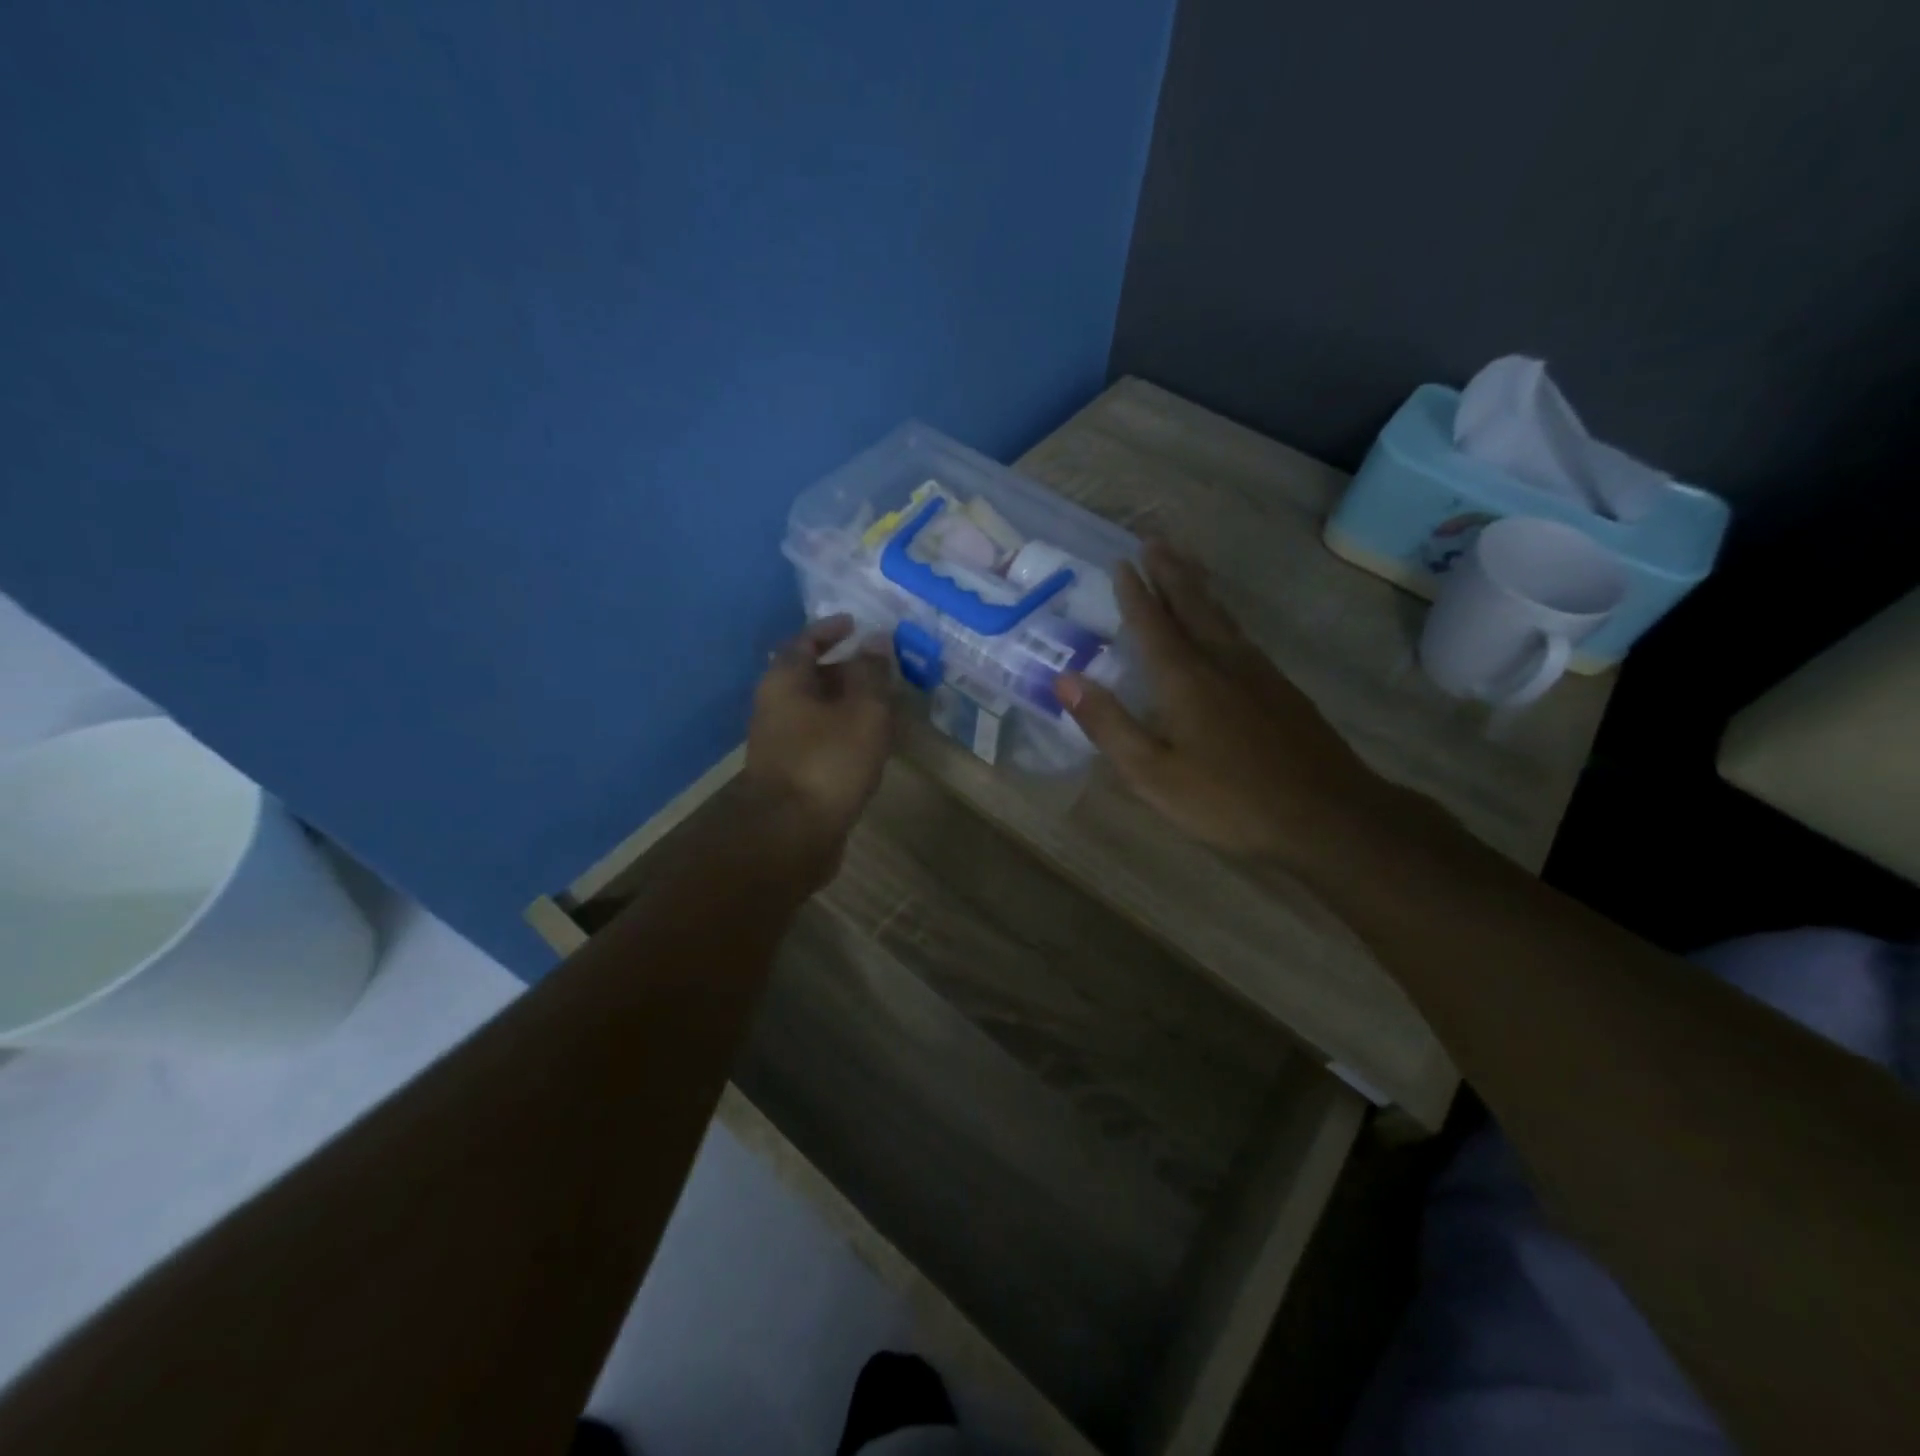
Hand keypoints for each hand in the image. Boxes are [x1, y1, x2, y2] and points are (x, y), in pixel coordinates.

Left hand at [745, 615, 895, 855]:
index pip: (805, 641)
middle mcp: (775, 706)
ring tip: (885, 704)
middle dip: (846, 669)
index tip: (857, 625)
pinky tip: (870, 742)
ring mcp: (780, 742)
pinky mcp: (792, 772)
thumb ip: (872, 673)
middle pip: (810, 676)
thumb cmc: (828, 762)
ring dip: (848, 703)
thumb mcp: (862, 710)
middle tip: (883, 668)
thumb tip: (876, 641)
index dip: (831, 630)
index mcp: (785, 681)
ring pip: (817, 709)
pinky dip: (844, 730)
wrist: (791, 835)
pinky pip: (821, 737)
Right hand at [1054, 543, 1389, 862]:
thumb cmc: (1228, 799)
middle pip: (1193, 605)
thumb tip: (1065, 678)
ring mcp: (1258, 673)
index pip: (1153, 624)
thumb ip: (1108, 724)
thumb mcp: (1152, 773)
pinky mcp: (1282, 690)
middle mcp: (1222, 662)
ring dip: (1198, 586)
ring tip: (1184, 564)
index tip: (1122, 562)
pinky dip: (1223, 615)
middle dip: (1170, 572)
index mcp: (1185, 679)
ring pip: (1222, 616)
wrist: (1327, 815)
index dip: (1135, 593)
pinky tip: (1225, 626)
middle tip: (1154, 541)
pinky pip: (1242, 635)